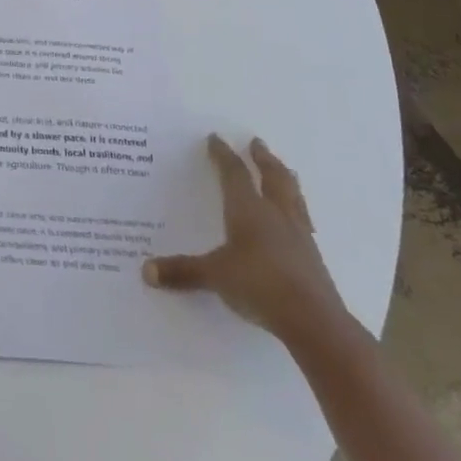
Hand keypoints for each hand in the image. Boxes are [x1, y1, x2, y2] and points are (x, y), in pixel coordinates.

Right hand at [143, 134, 348, 346]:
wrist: (314, 321)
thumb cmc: (259, 285)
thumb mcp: (214, 276)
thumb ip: (182, 272)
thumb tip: (146, 271)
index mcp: (248, 210)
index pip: (234, 173)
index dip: (223, 155)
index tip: (216, 138)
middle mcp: (275, 215)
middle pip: (272, 177)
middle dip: (263, 158)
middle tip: (257, 142)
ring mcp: (298, 235)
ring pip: (293, 196)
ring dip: (286, 179)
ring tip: (286, 170)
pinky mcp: (313, 258)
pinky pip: (304, 221)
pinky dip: (298, 210)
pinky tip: (298, 218)